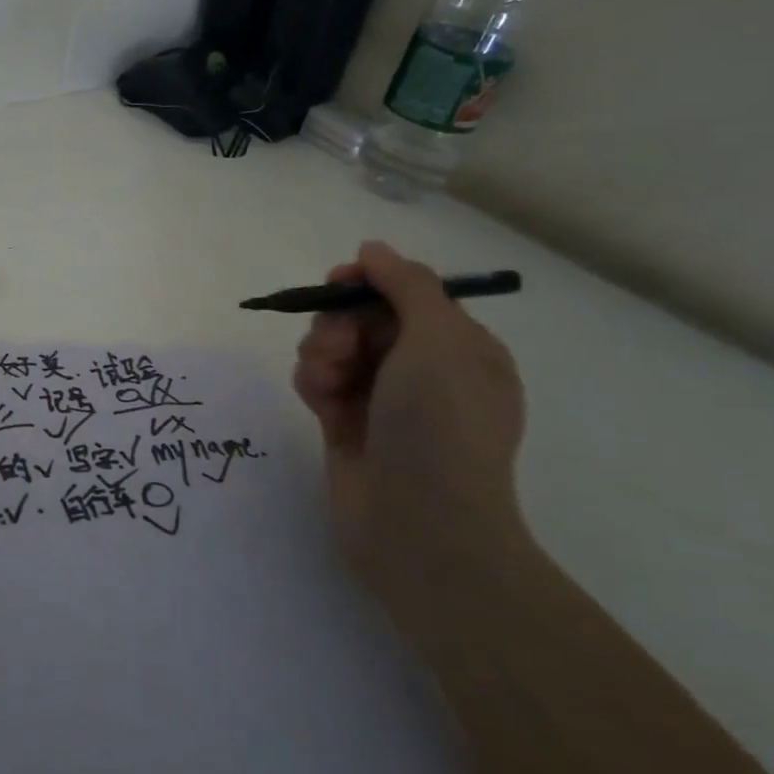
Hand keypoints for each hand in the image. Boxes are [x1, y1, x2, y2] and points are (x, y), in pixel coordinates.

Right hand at [292, 241, 527, 615]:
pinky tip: (320, 400)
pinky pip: (319, 381)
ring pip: (334, 347)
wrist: (420, 524)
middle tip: (339, 346)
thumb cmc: (441, 425)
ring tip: (329, 382)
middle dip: (340, 323)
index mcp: (460, 347)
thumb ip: (406, 285)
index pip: (406, 294)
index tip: (338, 281)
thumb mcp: (439, 340)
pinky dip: (314, 382)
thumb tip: (373, 249)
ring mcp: (382, 400)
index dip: (369, 282)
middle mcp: (423, 370)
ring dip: (322, 352)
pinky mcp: (345, 424)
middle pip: (362, 317)